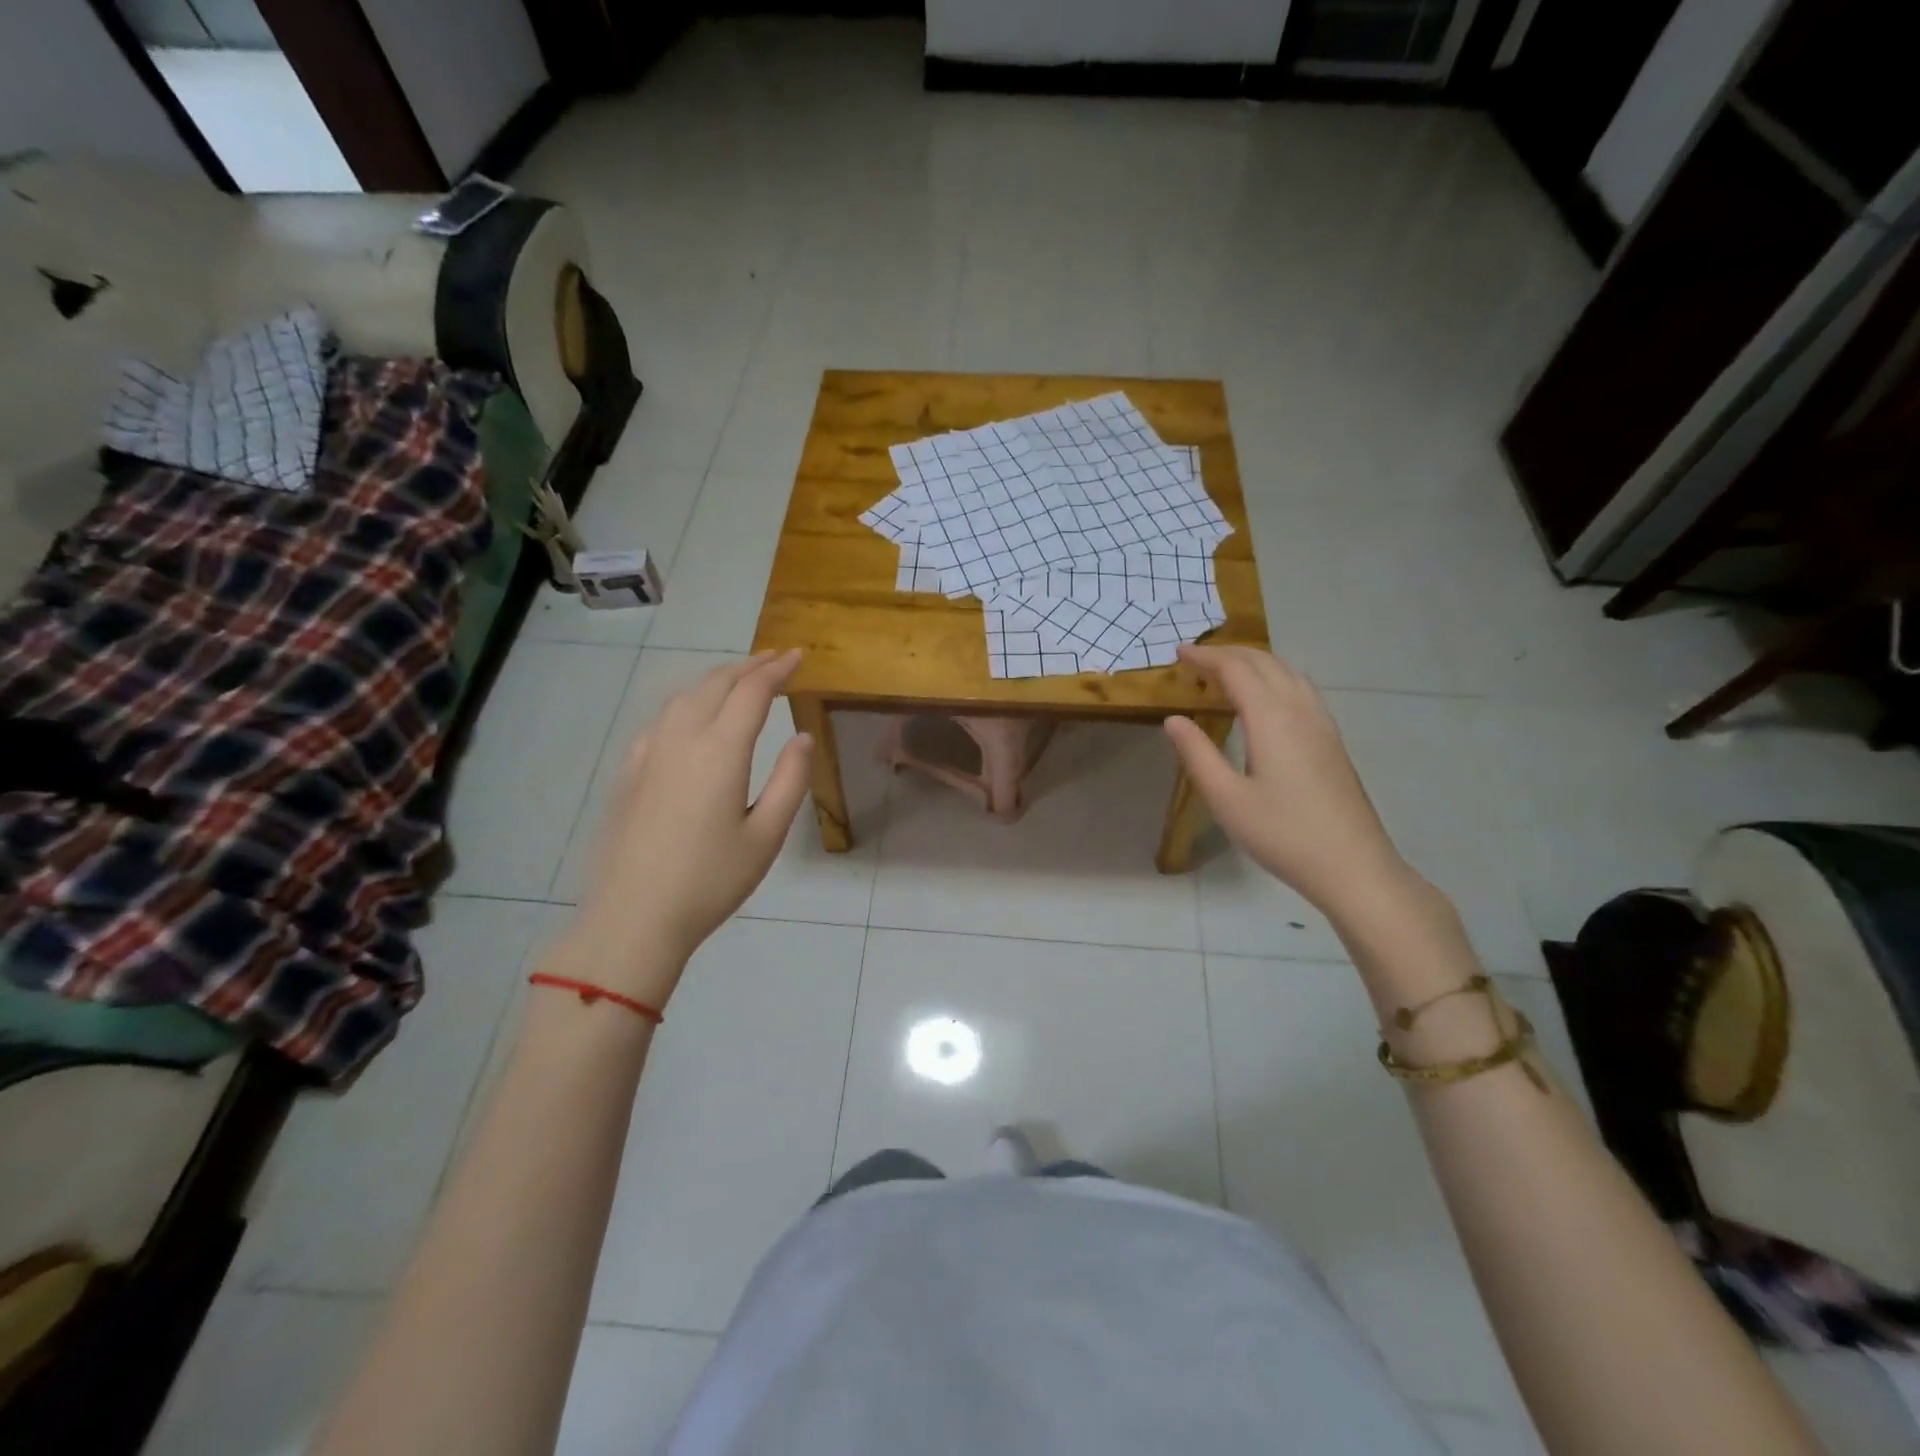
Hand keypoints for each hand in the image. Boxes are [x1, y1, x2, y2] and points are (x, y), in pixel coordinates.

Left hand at [552, 651, 812, 1004]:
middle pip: (715, 684)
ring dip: (716, 679)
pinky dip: (688, 701)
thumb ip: (789, 781)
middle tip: (776, 659)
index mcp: (719, 751)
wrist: (632, 918)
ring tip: (740, 678)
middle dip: (749, 666)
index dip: (777, 670)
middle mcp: (681, 738)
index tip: (799, 656)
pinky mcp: (629, 771)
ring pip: (684, 695)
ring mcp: (648, 752)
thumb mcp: (766, 836)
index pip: (752, 692)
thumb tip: (802, 737)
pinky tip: (693, 715)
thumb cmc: (710, 881)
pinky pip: (662, 718)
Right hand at [1164, 644, 1415, 921]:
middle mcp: (1300, 709)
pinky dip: (1274, 677)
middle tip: (1195, 658)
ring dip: (1254, 662)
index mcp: (1272, 718)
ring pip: (1287, 672)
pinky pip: (1300, 688)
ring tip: (1225, 672)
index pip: (1235, 669)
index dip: (1205, 657)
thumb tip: (1173, 719)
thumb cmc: (1282, 833)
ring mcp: (1322, 723)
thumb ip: (1197, 754)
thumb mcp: (1226, 798)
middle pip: (1264, 662)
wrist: (1352, 865)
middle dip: (1228, 653)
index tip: (1177, 653)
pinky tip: (1265, 698)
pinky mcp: (1331, 739)